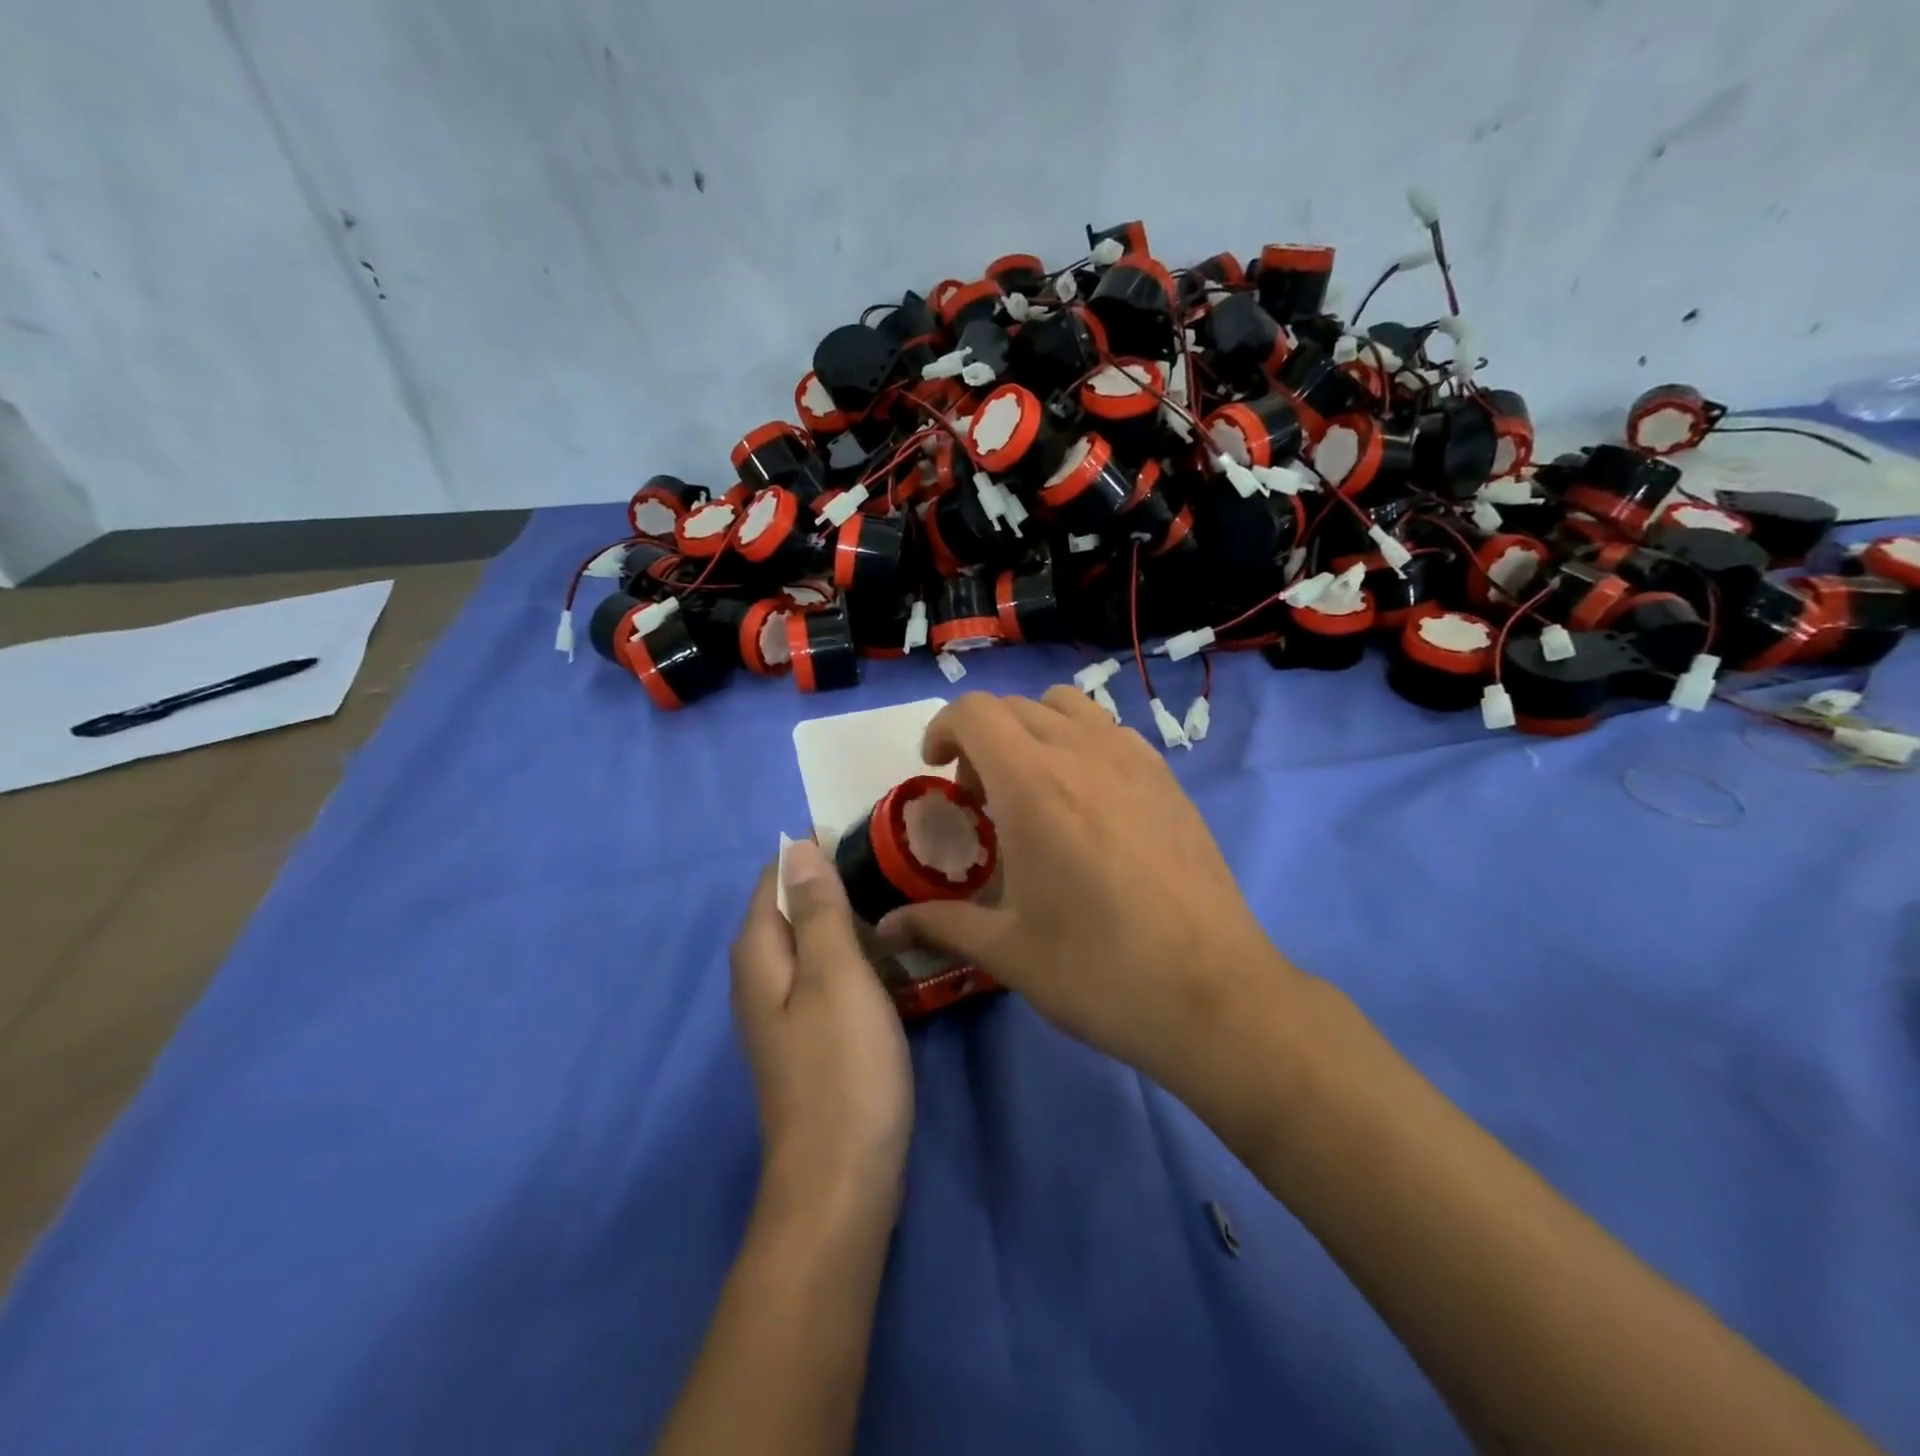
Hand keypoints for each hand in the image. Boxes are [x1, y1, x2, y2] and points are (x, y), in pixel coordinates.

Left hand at [730, 841, 912, 1219]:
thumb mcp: (835, 976)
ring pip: (814, 944)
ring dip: (851, 921)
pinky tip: (893, 958)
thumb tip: (797, 846)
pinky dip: (856, 958)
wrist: (841, 1181)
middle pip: (792, 910)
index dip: (813, 853)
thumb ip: (816, 910)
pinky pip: (829, 977)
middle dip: (836, 884)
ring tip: (903, 903)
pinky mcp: (809, 1039)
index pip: (774, 878)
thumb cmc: (842, 1068)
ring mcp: (784, 1013)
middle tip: (896, 869)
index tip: (867, 837)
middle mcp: (760, 979)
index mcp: (759, 955)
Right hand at [877, 689, 1293, 1078]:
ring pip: (1069, 708)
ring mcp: (1135, 761)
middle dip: (982, 738)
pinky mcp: (1169, 780)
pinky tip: (1089, 802)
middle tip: (980, 797)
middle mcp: (1083, 753)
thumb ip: (940, 924)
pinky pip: (1112, 732)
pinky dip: (1082, 743)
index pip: (975, 711)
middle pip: (1016, 706)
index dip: (942, 729)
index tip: (936, 770)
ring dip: (1034, 730)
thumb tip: (887, 925)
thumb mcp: (1007, 952)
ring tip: (1034, 787)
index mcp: (1033, 785)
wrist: (1213, 995)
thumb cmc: (1098, 971)